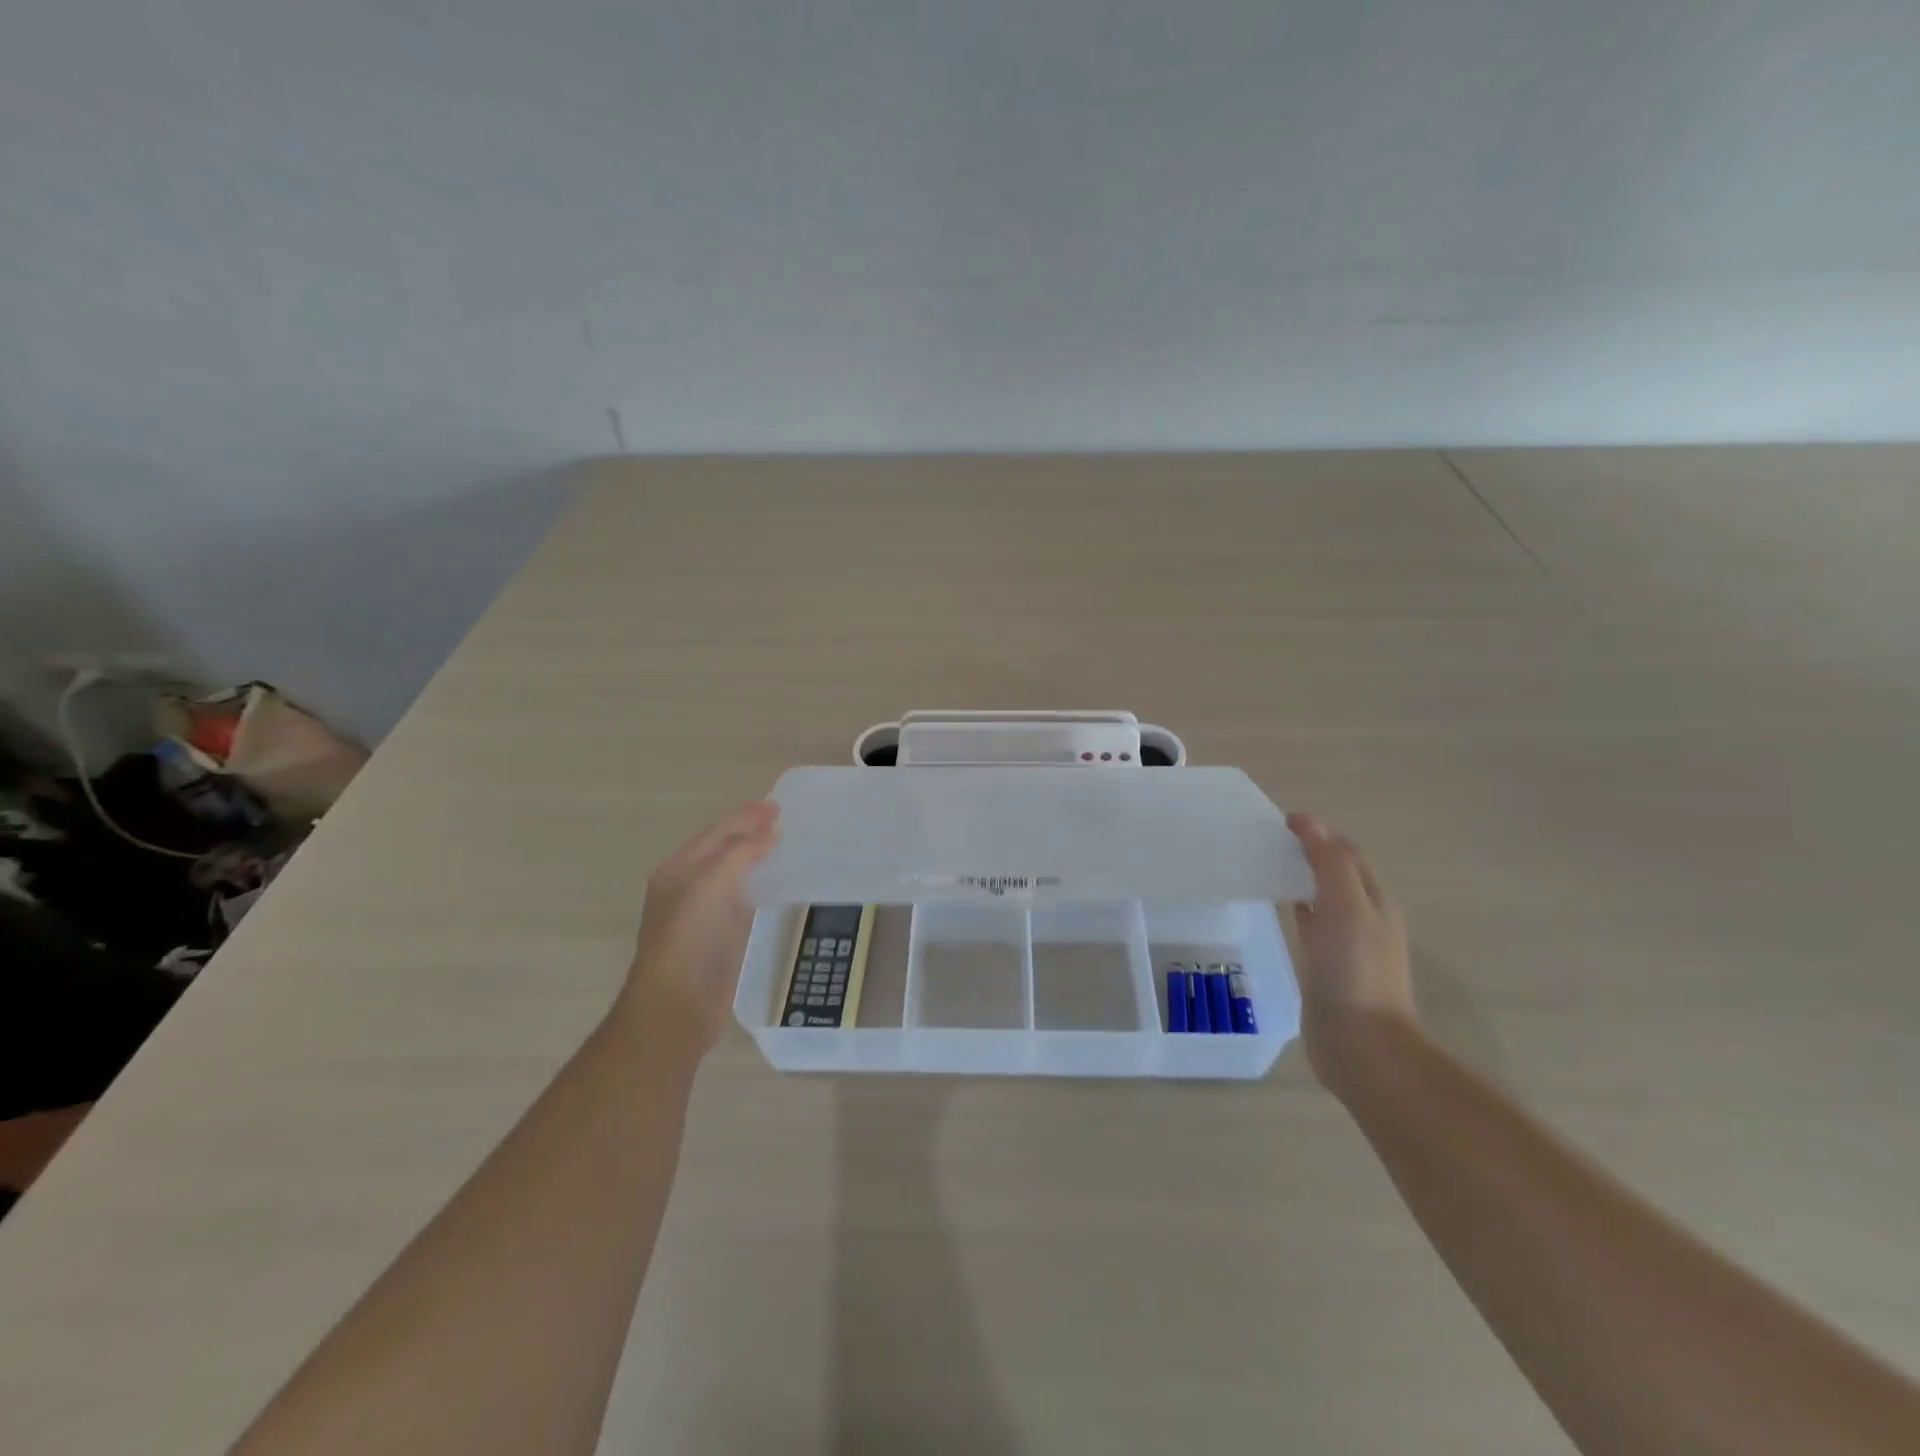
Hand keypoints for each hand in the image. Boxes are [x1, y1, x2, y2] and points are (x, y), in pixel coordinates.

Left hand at [620, 802, 780, 1053]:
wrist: (677, 1006)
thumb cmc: (688, 940)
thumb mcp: (709, 886)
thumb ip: (738, 853)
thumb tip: (767, 831)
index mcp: (678, 870)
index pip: (716, 833)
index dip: (745, 817)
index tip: (777, 806)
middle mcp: (688, 887)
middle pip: (723, 850)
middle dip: (750, 832)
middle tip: (784, 820)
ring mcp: (705, 913)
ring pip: (734, 874)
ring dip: (757, 856)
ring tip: (784, 844)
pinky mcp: (722, 936)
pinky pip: (744, 899)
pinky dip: (761, 884)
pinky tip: (779, 883)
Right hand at [1286, 812, 1419, 1092]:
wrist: (1360, 1044)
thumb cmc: (1355, 970)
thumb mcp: (1346, 905)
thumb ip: (1329, 861)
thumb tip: (1308, 821)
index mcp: (1375, 900)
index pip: (1346, 853)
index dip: (1318, 833)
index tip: (1279, 822)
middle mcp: (1364, 918)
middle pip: (1336, 874)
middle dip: (1309, 853)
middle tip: (1267, 840)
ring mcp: (1346, 945)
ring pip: (1322, 898)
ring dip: (1301, 879)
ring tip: (1265, 865)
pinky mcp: (1326, 967)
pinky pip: (1310, 926)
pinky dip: (1296, 907)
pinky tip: (1278, 906)